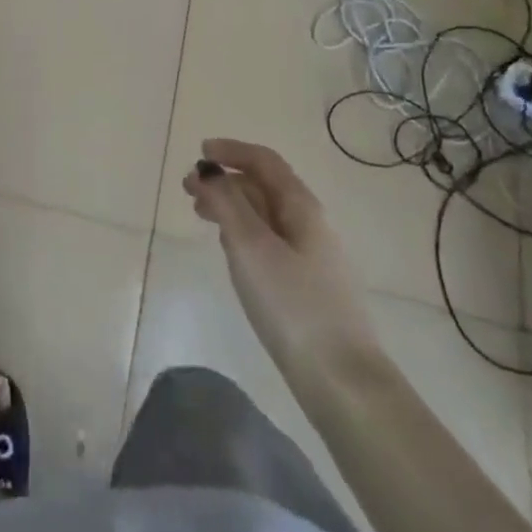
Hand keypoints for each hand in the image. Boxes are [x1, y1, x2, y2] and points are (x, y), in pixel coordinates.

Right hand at [183, 139, 378, 382]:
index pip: (264, 161)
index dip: (232, 150)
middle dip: (226, 181)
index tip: (200, 153)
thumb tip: (209, 173)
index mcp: (301, 206)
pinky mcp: (308, 284)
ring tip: (203, 218)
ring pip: (266, 215)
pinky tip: (231, 252)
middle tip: (189, 192)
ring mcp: (312, 255)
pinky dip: (245, 233)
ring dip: (233, 207)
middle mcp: (310, 223)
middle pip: (265, 186)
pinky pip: (271, 241)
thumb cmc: (293, 305)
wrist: (342, 381)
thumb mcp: (251, 248)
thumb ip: (227, 204)